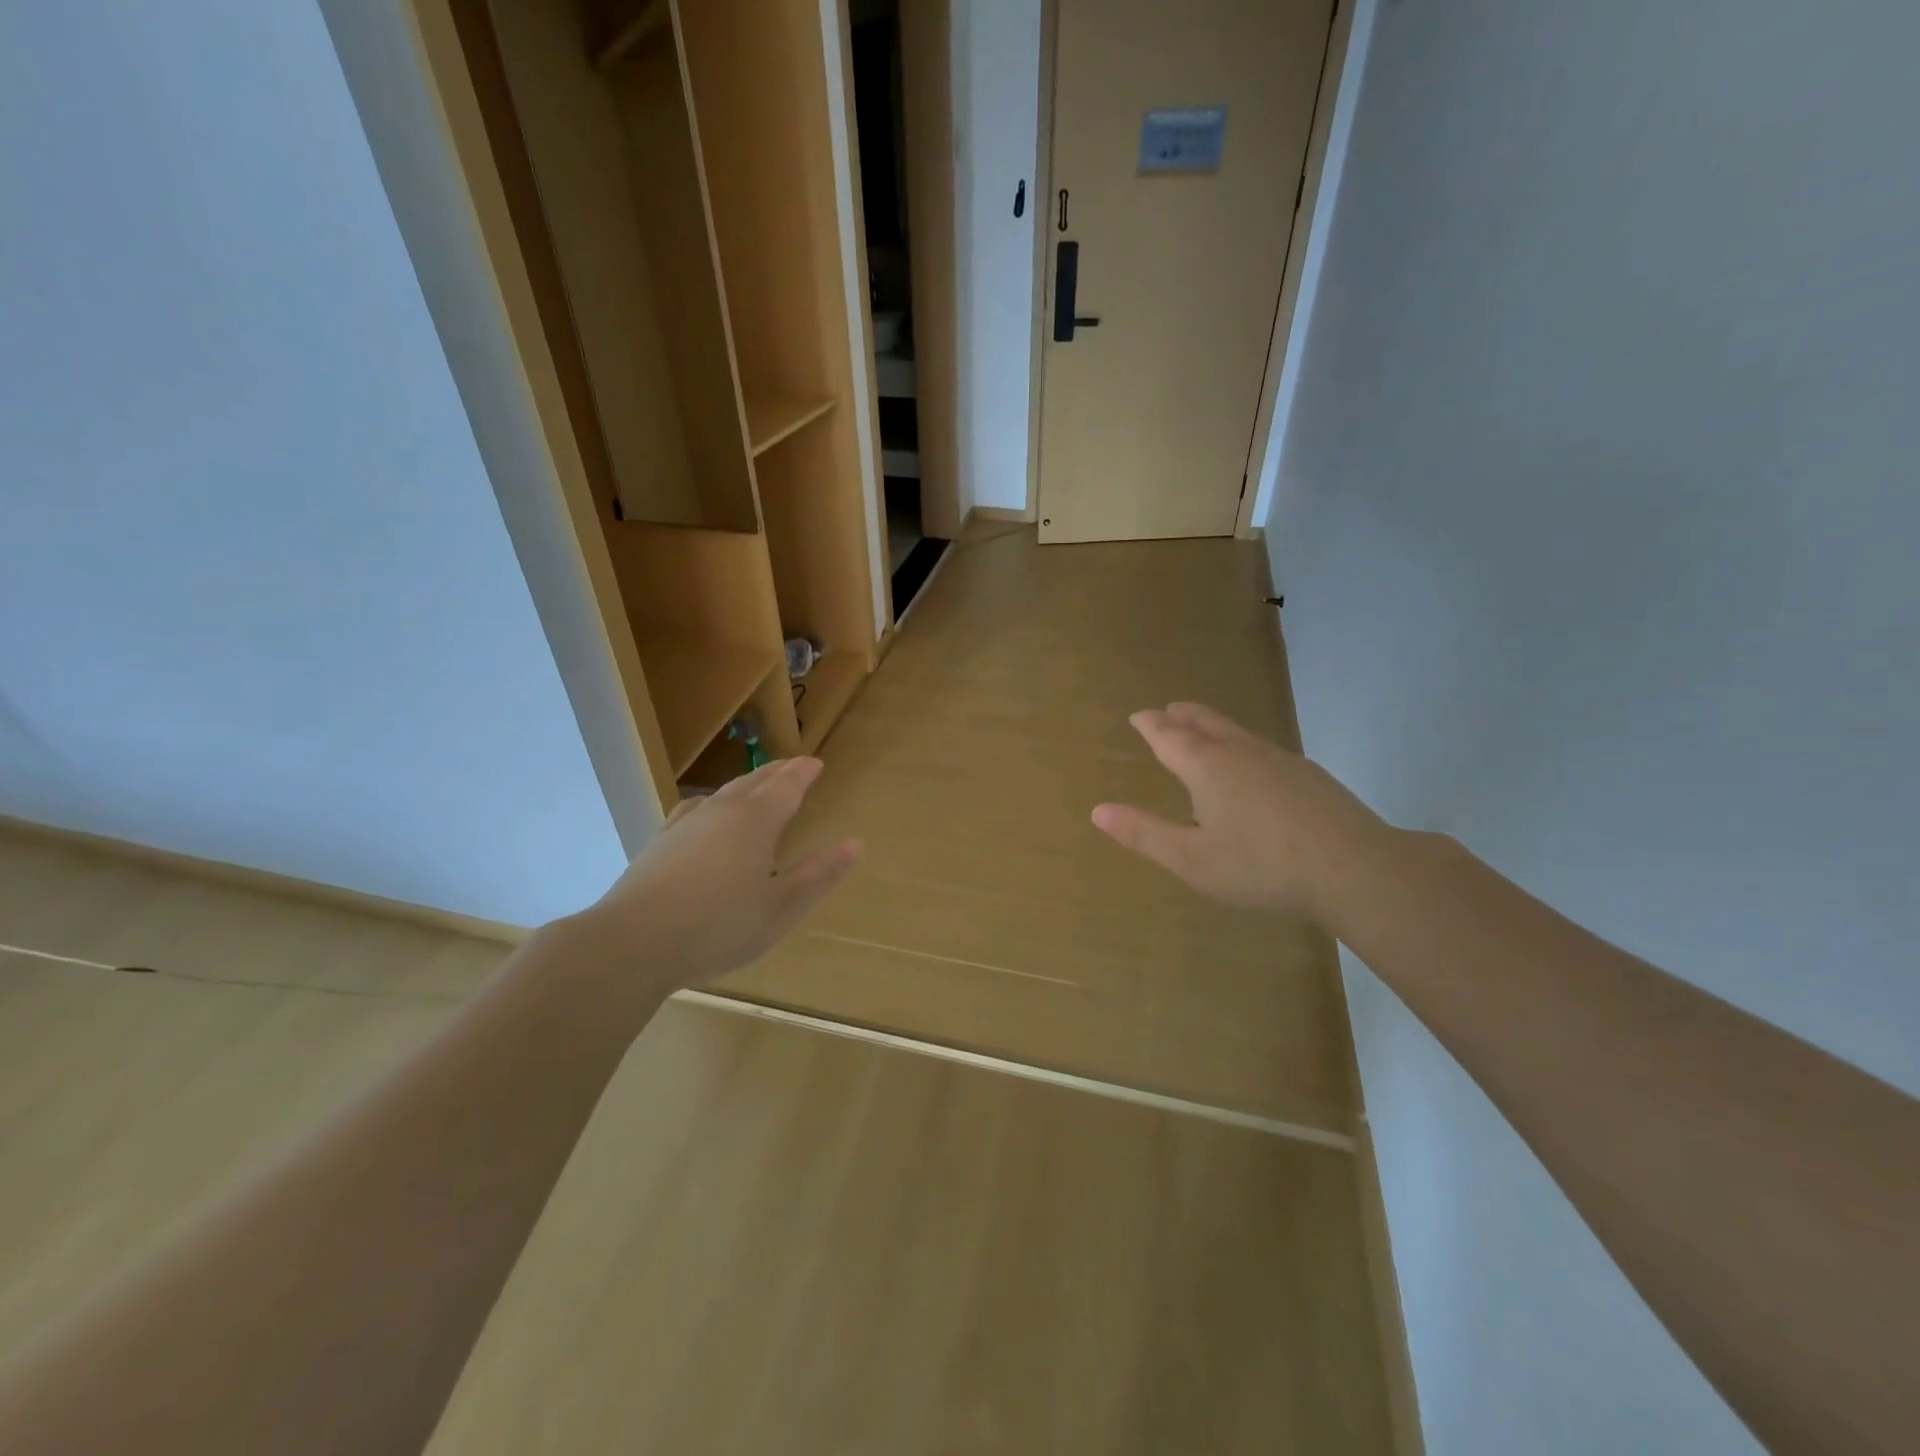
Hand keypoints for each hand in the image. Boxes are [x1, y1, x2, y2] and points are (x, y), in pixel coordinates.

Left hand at [573, 757, 861, 989]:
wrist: (633, 943)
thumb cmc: (718, 927)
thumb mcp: (781, 909)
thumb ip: (819, 875)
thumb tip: (855, 844)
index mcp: (756, 822)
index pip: (786, 785)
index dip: (803, 772)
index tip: (816, 763)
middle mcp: (721, 811)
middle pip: (754, 781)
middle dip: (777, 772)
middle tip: (793, 766)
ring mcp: (686, 824)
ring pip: (723, 792)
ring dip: (746, 784)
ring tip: (757, 785)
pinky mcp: (660, 842)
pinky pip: (695, 808)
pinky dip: (713, 803)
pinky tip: (706, 813)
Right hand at [1091, 703, 1385, 920]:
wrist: (1355, 868)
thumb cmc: (1261, 865)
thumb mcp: (1191, 859)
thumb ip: (1144, 834)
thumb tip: (1098, 810)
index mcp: (1206, 766)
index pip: (1169, 735)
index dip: (1150, 724)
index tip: (1138, 715)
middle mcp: (1240, 751)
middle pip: (1205, 722)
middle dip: (1182, 715)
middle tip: (1168, 711)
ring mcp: (1279, 759)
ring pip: (1237, 732)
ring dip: (1213, 726)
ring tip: (1203, 731)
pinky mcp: (1308, 775)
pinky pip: (1261, 748)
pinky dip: (1241, 746)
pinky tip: (1252, 768)